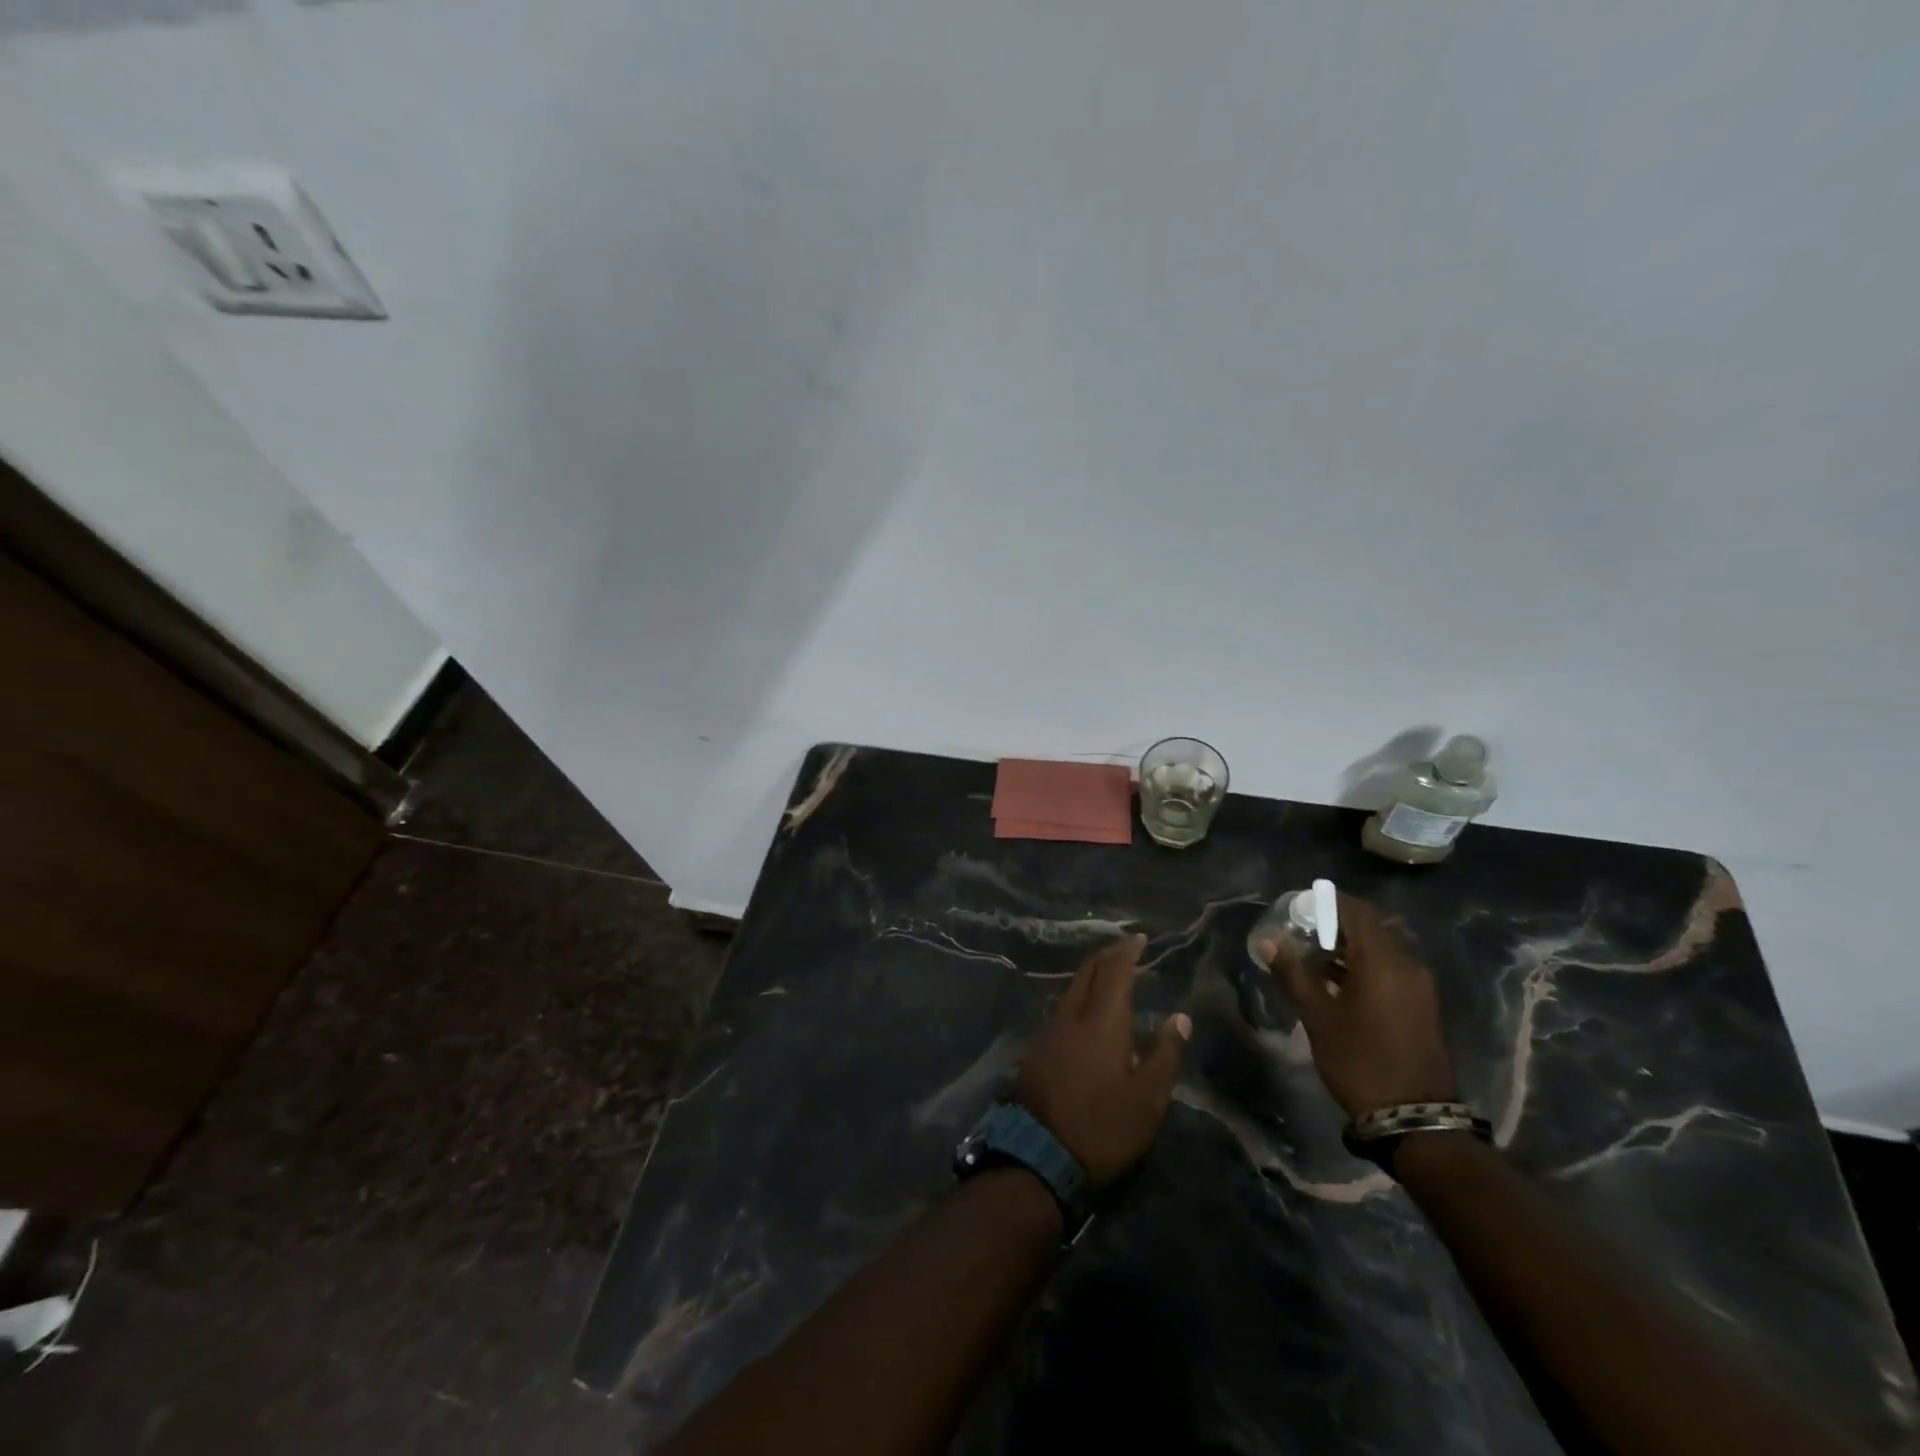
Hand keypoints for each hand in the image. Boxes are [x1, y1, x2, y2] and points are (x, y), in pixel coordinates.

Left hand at [1015, 934, 1190, 1184]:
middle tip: (1124, 948)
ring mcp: (1050, 1031)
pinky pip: (1062, 1008)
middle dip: (1107, 955)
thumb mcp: (1148, 1099)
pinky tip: (1086, 1011)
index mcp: (1102, 1021)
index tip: (1139, 937)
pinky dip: (1079, 997)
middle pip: (1088, 972)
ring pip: (1071, 989)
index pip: (1115, 972)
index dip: (1127, 952)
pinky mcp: (1037, 1049)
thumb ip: (1164, 1054)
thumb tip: (1180, 1017)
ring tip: (1108, 974)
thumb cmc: (1103, 1126)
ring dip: (1091, 975)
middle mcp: (1072, 1016)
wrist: (1039, 1153)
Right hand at [1252, 893, 1456, 1118]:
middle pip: (1372, 926)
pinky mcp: (1421, 1005)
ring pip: (1383, 948)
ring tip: (1313, 955)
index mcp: (1383, 961)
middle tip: (1302, 930)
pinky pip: (1391, 968)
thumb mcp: (1318, 1017)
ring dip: (1350, 945)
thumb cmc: (1360, 1060)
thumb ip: (1292, 973)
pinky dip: (1365, 964)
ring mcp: (1419, 986)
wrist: (1414, 1118)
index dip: (1327, 902)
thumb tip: (1267, 940)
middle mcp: (1407, 965)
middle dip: (1337, 922)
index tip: (1298, 905)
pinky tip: (1337, 981)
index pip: (1356, 911)